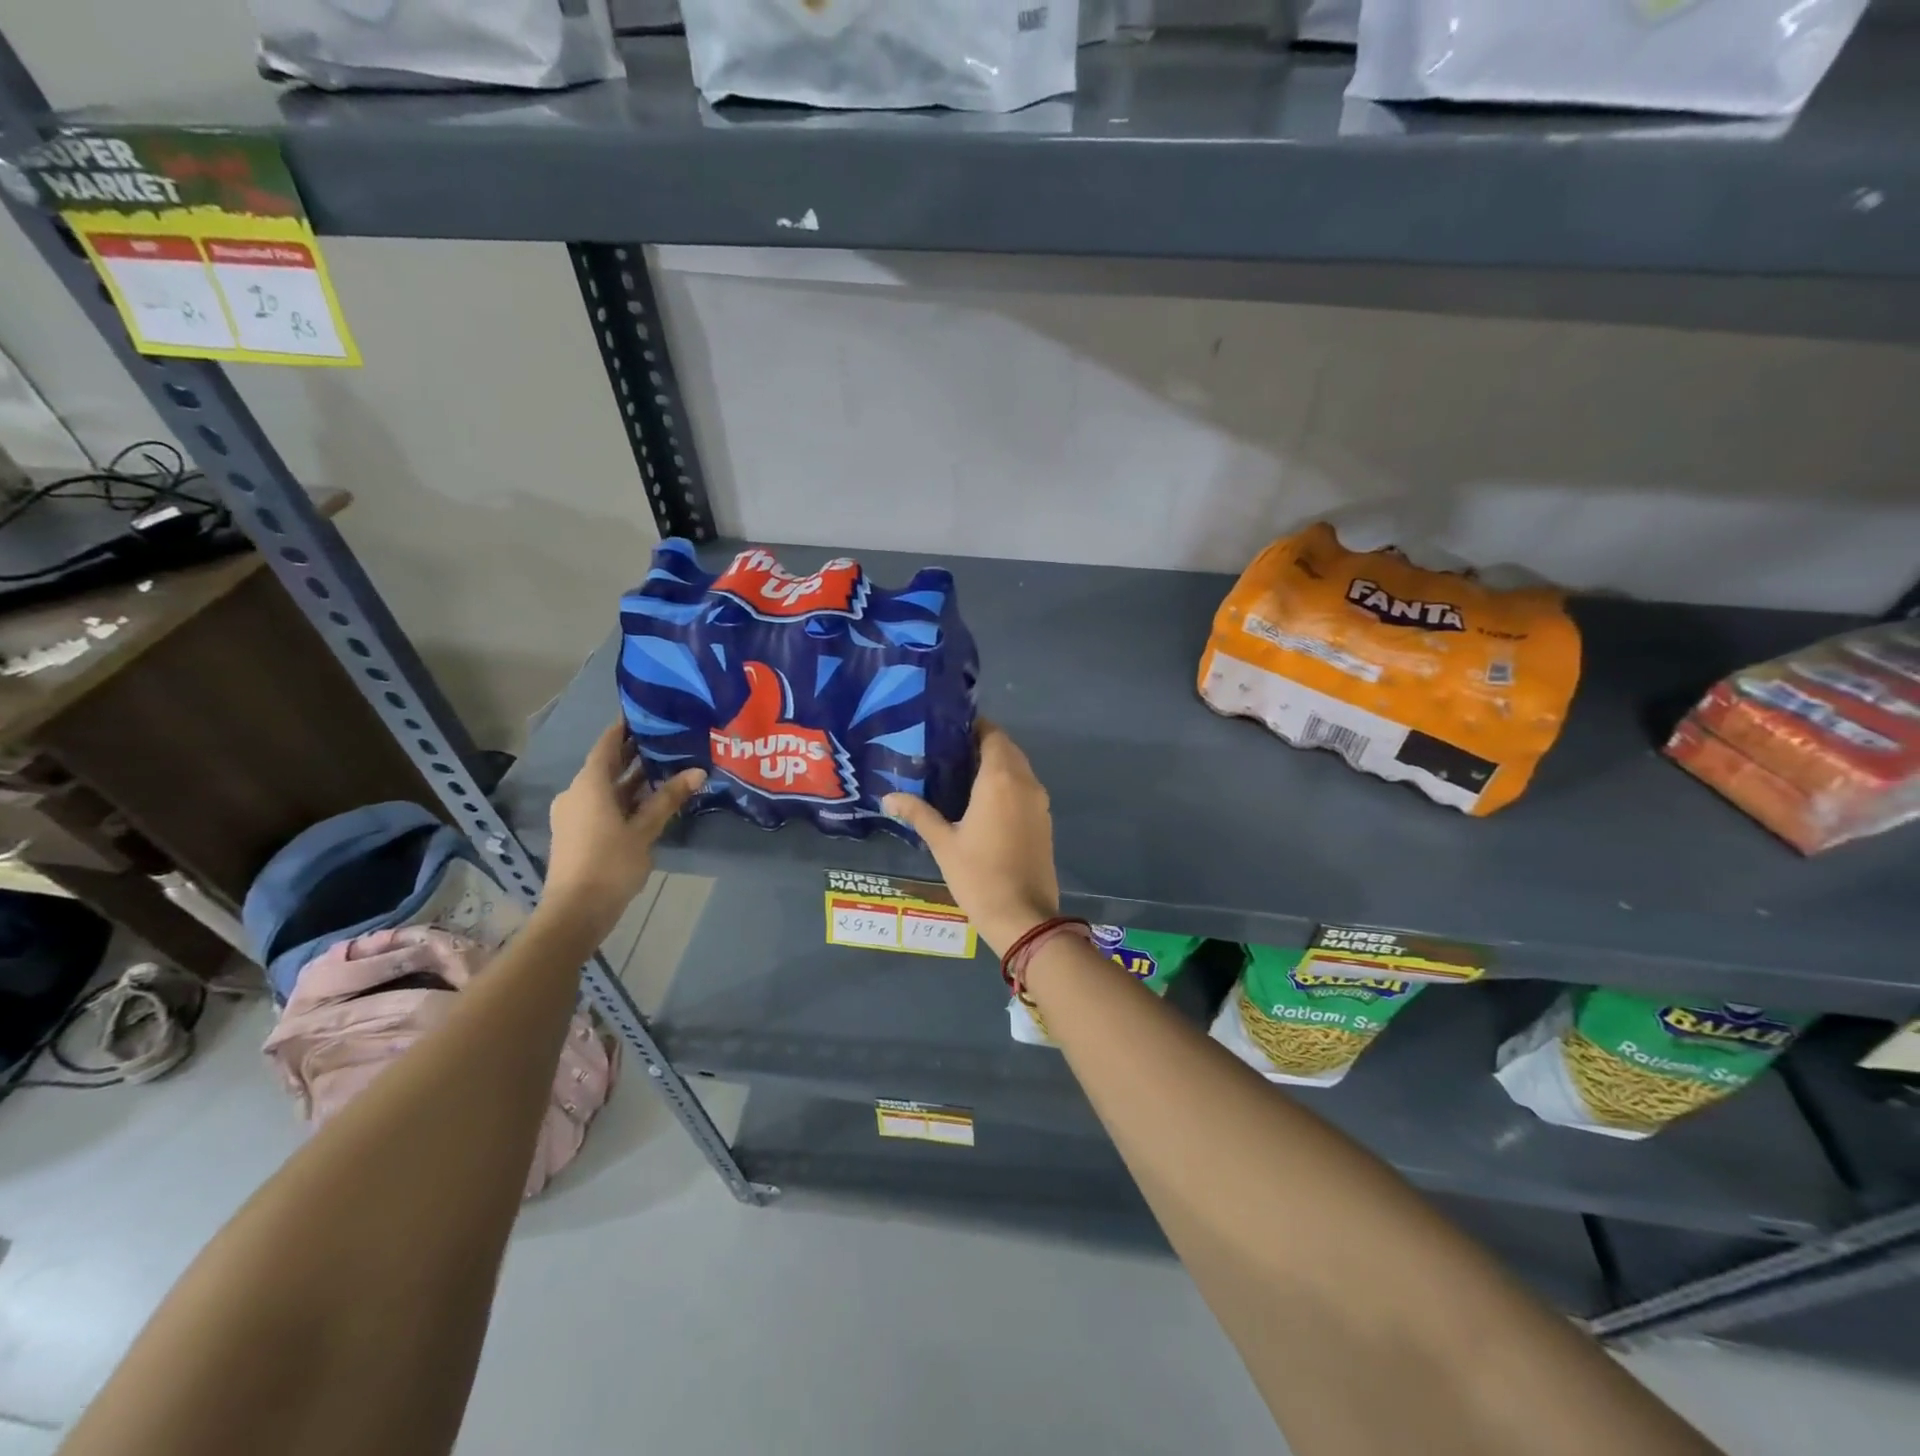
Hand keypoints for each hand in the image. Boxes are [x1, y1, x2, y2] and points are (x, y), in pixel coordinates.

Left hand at [544, 721, 704, 927]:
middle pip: (606, 765)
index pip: (607, 744)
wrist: (575, 911)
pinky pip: (602, 804)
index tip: (647, 712)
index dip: (624, 727)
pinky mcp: (577, 832)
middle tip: (666, 738)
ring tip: (665, 767)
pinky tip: (649, 800)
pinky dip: (624, 797)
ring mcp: (574, 814)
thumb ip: (668, 799)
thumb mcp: (645, 830)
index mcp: (589, 784)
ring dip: (631, 778)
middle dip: (633, 753)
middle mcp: (577, 792)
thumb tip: (698, 771)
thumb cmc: (611, 864)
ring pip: (605, 787)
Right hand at [882, 719, 1058, 956]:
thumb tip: (888, 797)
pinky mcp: (1044, 820)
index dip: (973, 727)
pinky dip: (1008, 785)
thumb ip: (918, 813)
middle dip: (982, 745)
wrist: (1023, 915)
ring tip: (962, 775)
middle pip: (1007, 749)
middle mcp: (1025, 782)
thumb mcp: (943, 843)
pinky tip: (983, 802)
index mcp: (1000, 779)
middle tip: (949, 753)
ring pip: (1019, 769)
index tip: (948, 731)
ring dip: (997, 765)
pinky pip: (1025, 789)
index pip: (992, 735)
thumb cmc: (979, 875)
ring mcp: (1039, 802)